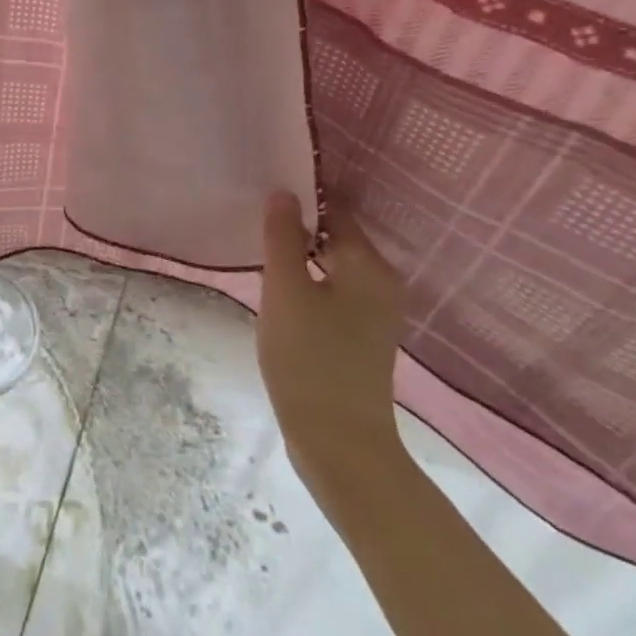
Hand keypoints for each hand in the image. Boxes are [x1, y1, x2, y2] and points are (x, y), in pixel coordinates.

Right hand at [257, 192, 409, 513]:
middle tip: (253, 225)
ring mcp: (376, 312)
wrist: (339, 442)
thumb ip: (282, 237)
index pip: (334, 211)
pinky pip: (334, 291)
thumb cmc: (309, 358)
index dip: (299, 200)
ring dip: (300, 257)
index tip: (262, 196)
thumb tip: (283, 192)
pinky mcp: (363, 335)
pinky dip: (309, 283)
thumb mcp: (285, 291)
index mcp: (369, 266)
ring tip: (261, 255)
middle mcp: (382, 283)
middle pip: (335, 237)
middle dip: (297, 229)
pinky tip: (281, 293)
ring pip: (332, 265)